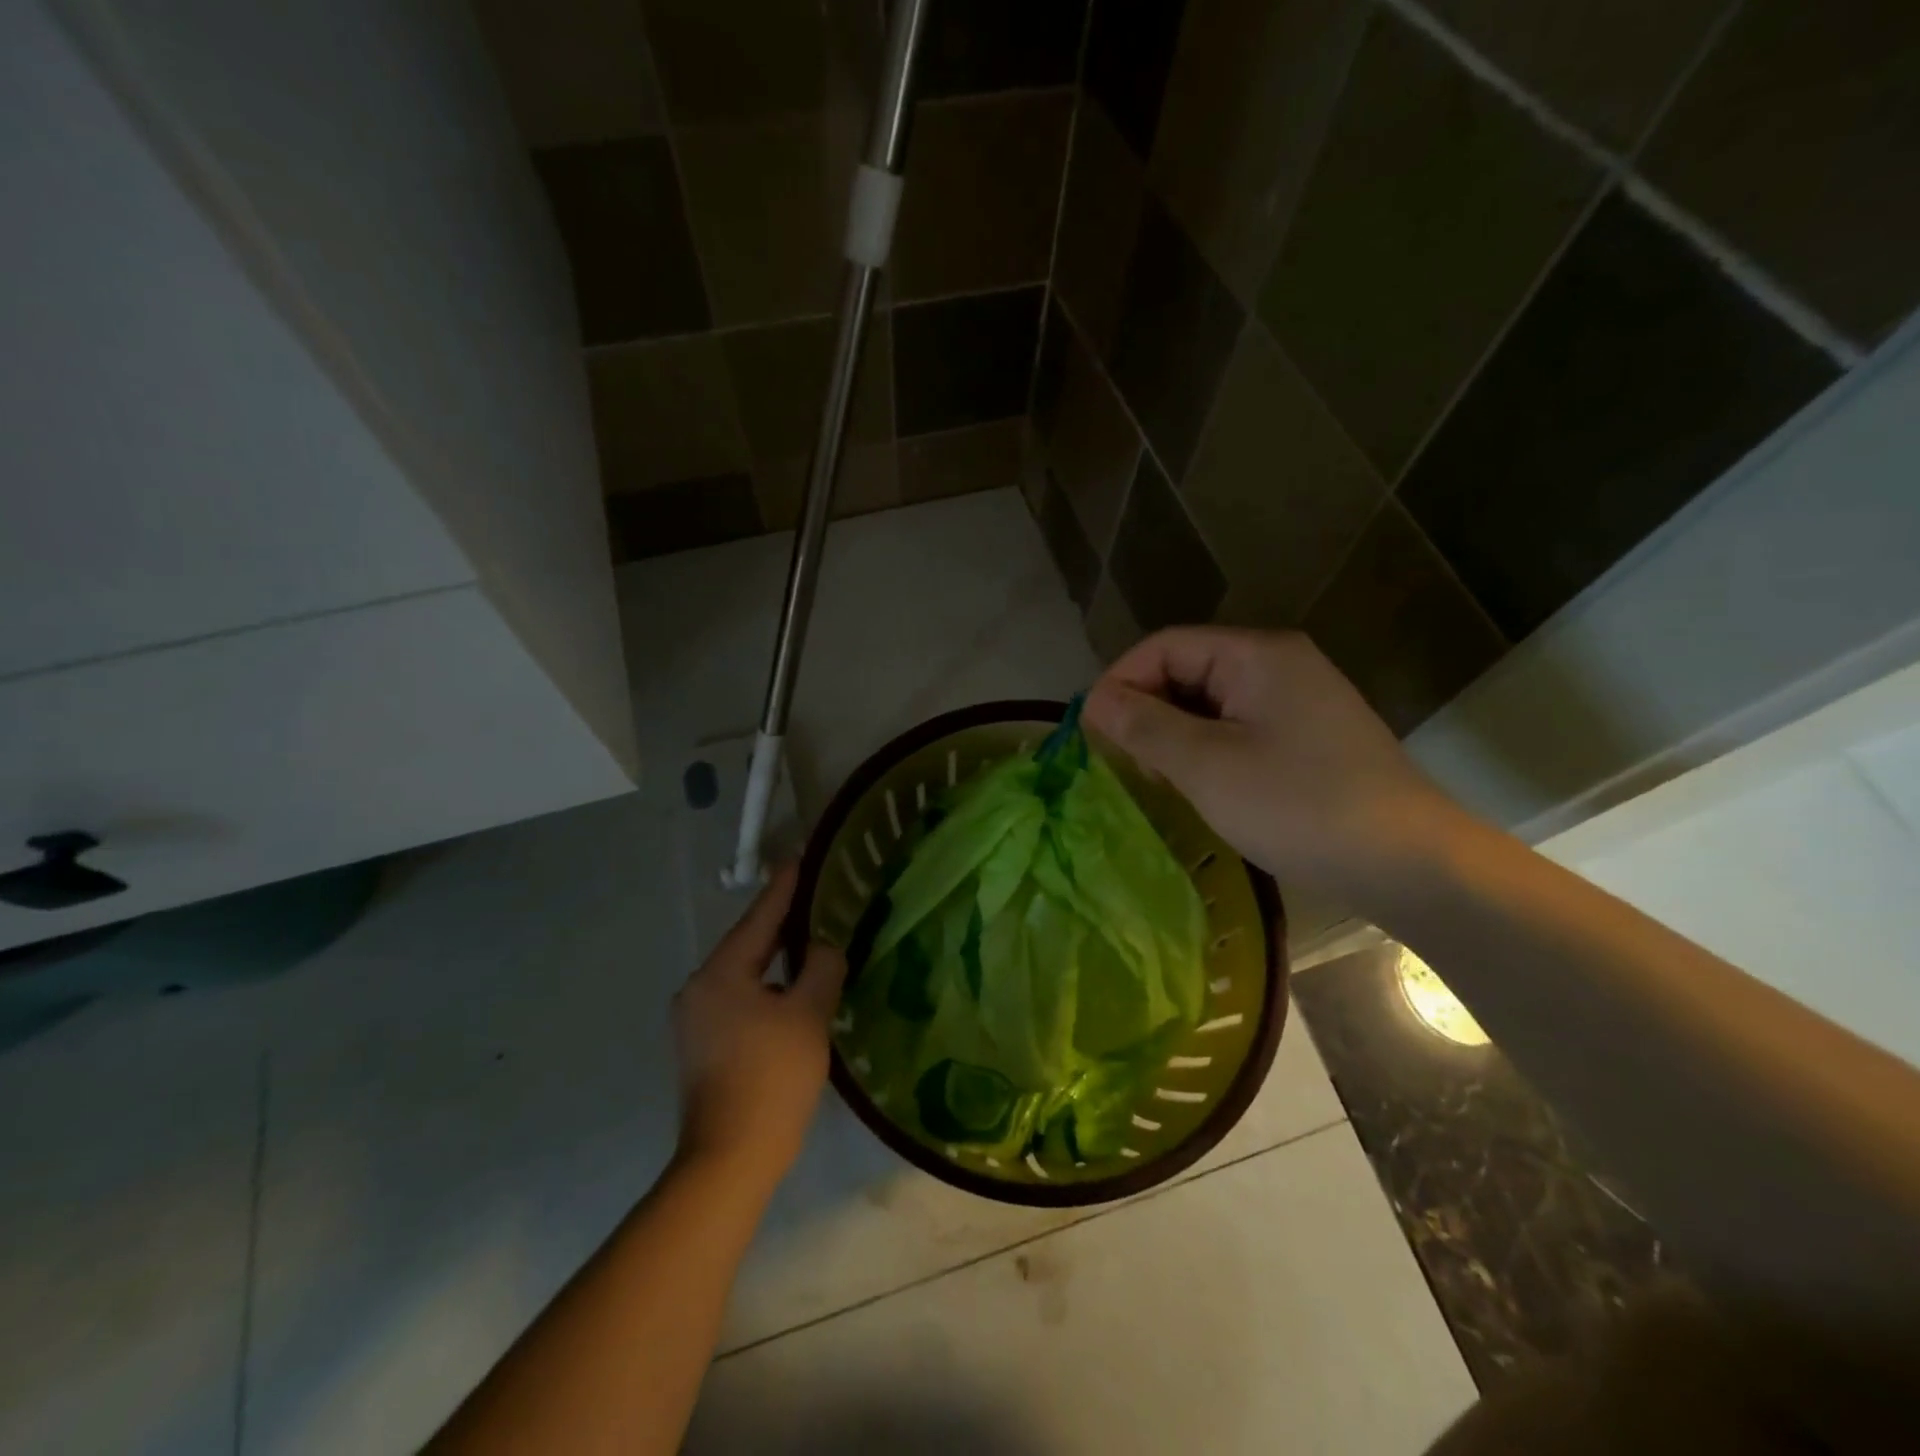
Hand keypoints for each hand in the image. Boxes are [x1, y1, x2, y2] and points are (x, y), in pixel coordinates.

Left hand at [672, 864, 847, 1188]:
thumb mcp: (808, 1015)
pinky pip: (738, 999)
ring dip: (774, 960)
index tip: (799, 858)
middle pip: (747, 944)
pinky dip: (764, 989)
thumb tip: (825, 947)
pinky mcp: (700, 1046)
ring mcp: (694, 1019)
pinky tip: (789, 993)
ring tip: (809, 944)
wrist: (729, 1159)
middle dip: (781, 924)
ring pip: (743, 974)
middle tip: (815, 900)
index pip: (760, 917)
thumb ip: (821, 968)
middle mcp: (699, 988)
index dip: (785, 887)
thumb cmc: (772, 1078)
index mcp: (721, 973)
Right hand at [1085, 627, 1466, 898]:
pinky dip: (1206, 749)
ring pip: (1211, 703)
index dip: (1121, 681)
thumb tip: (1093, 700)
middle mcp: (1279, 665)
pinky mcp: (1307, 738)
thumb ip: (1144, 726)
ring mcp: (1298, 702)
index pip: (1166, 646)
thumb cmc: (1299, 805)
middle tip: (1123, 760)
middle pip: (1188, 669)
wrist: (1408, 864)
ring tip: (1156, 777)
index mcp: (1257, 655)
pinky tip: (1198, 786)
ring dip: (1173, 733)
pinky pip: (1238, 728)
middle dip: (1146, 709)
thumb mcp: (1207, 765)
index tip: (1091, 730)